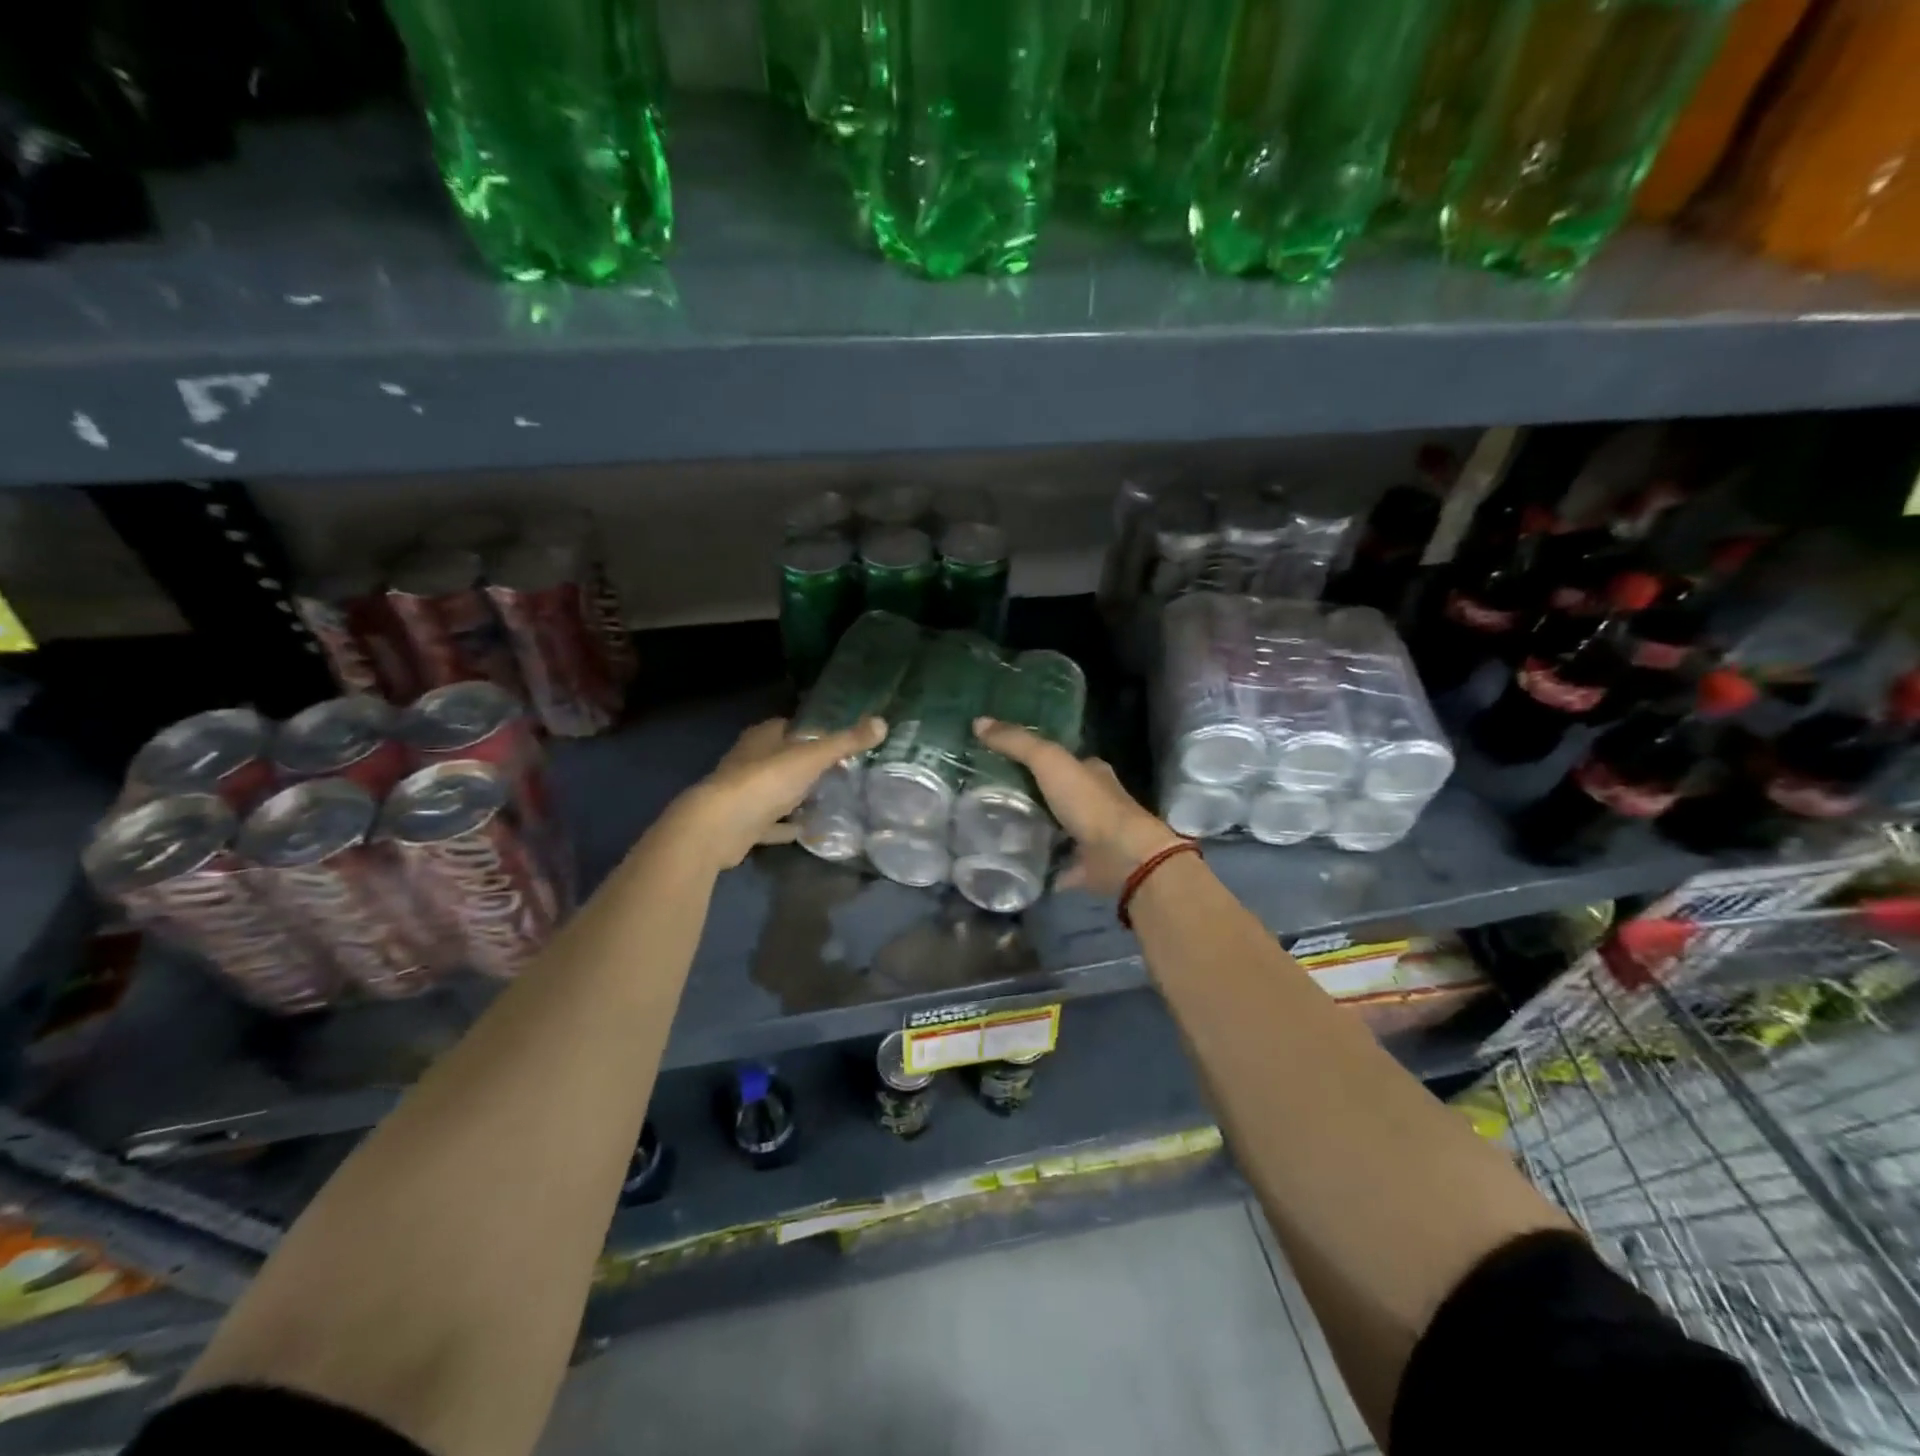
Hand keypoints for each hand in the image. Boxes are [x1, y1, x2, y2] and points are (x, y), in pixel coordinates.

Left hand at [670, 716, 887, 870]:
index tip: (837, 741)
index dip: (811, 731)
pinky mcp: (743, 825)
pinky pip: (772, 824)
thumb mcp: (812, 757)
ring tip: (829, 800)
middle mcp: (749, 761)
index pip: (788, 726)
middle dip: (806, 764)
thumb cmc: (765, 781)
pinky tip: (809, 831)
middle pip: (782, 758)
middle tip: (840, 771)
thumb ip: (846, 742)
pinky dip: (788, 827)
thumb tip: (882, 722)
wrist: (719, 827)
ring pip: (776, 791)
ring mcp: (744, 794)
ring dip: (796, 796)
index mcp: (762, 738)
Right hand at [972, 717, 1185, 895]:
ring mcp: (1090, 837)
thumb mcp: (1049, 761)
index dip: (1035, 758)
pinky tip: (1012, 863)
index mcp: (1091, 773)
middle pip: (1057, 794)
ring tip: (992, 828)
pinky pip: (1056, 864)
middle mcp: (1094, 802)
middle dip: (1031, 795)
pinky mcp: (1084, 867)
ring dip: (1033, 829)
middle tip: (990, 796)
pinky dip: (1039, 864)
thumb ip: (1016, 743)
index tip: (1002, 760)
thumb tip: (978, 722)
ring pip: (1056, 828)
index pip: (1062, 760)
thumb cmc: (1088, 803)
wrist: (1121, 856)